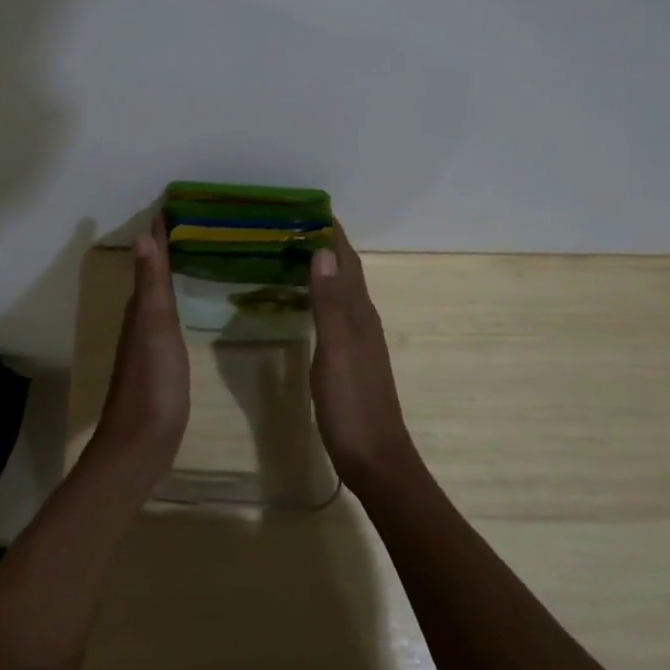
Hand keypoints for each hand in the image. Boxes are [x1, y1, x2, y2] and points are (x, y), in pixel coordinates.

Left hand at [89, 215, 189, 481]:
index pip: (151, 257)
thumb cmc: (152, 382)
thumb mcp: (155, 327)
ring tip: (198, 251)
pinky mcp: (160, 360)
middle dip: (169, 245)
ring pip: (160, 293)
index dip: (161, 232)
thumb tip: (144, 235)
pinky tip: (191, 301)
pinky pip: (168, 315)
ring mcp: (149, 340)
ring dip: (173, 270)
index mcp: (140, 307)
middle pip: (154, 271)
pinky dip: (178, 297)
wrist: (141, 443)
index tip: (178, 203)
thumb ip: (151, 284)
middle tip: (197, 221)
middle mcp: (141, 318)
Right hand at [310, 223, 415, 493]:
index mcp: (360, 314)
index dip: (333, 234)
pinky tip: (306, 303)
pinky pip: (336, 314)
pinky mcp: (350, 360)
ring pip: (342, 293)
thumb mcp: (336, 352)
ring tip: (295, 254)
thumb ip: (330, 303)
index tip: (310, 208)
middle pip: (346, 273)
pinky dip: (321, 296)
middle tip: (293, 227)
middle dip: (326, 246)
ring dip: (324, 270)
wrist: (376, 461)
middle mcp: (363, 321)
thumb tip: (322, 252)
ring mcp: (359, 342)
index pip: (347, 262)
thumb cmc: (353, 406)